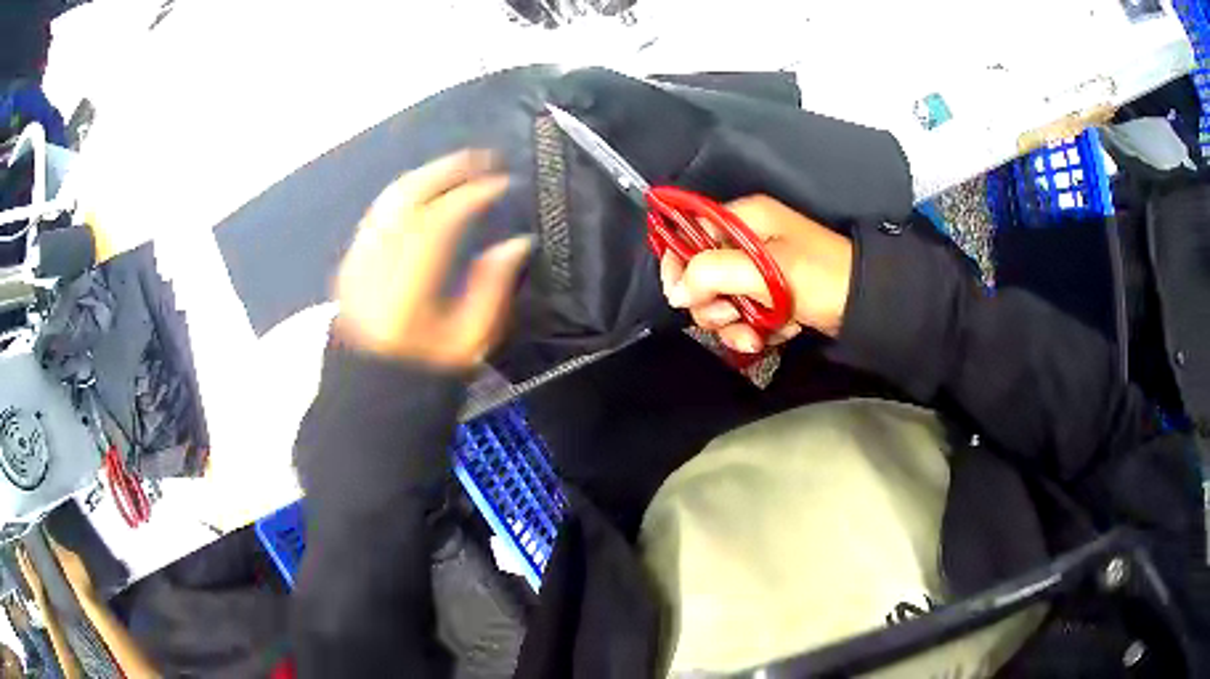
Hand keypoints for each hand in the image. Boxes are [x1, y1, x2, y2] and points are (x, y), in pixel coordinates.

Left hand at [335, 150, 532, 368]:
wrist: (369, 391)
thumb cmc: (422, 372)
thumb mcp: (469, 342)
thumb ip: (493, 288)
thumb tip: (518, 243)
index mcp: (407, 289)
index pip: (439, 220)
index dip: (472, 193)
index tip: (501, 182)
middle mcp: (375, 265)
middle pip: (407, 196)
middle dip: (447, 169)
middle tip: (482, 159)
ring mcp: (357, 260)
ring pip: (389, 199)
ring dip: (425, 176)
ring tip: (458, 168)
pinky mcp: (351, 261)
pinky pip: (379, 213)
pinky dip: (405, 194)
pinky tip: (425, 193)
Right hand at [661, 195, 853, 352]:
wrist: (867, 306)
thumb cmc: (819, 278)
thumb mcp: (763, 271)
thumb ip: (712, 274)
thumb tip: (676, 292)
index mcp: (744, 219)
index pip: (690, 233)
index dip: (679, 263)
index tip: (680, 296)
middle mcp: (748, 241)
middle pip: (703, 274)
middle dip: (715, 304)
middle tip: (733, 316)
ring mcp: (761, 272)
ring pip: (724, 301)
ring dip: (737, 324)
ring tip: (761, 334)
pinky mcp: (772, 297)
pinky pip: (747, 315)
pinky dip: (759, 329)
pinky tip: (781, 331)